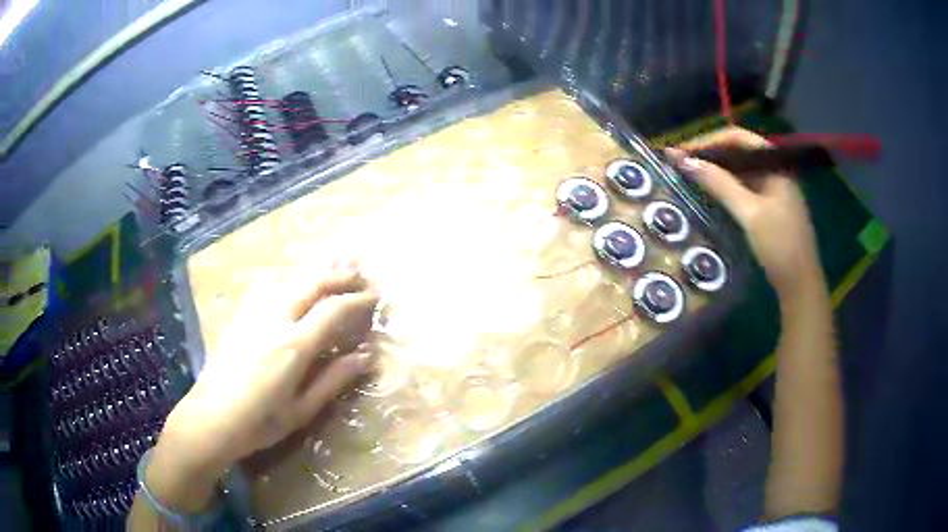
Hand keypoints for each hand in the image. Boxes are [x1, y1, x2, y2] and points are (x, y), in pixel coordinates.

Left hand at [153, 261, 378, 496]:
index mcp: (293, 346)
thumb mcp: (302, 410)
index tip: (375, 296)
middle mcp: (274, 319)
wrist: (210, 418)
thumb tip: (366, 357)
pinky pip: (268, 284)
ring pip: (289, 277)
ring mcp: (253, 313)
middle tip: (362, 272)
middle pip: (311, 283)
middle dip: (340, 274)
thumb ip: (333, 380)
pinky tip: (293, 277)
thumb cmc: (259, 423)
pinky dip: (289, 276)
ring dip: (316, 268)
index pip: (332, 310)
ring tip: (336, 262)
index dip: (356, 299)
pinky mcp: (239, 315)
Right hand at [666, 127, 822, 295]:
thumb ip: (720, 184)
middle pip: (737, 151)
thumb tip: (685, 161)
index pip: (737, 138)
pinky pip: (743, 187)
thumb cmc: (780, 245)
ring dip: (715, 170)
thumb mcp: (750, 213)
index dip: (707, 141)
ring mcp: (772, 188)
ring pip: (739, 170)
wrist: (800, 285)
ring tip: (689, 174)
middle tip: (680, 162)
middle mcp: (774, 169)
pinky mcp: (769, 205)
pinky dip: (725, 186)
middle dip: (709, 154)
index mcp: (774, 163)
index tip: (682, 151)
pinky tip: (710, 192)